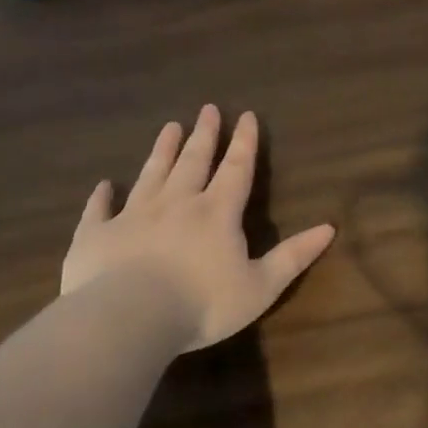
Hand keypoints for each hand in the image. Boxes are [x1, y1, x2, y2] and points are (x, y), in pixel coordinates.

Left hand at [60, 105, 335, 349]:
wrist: (127, 318)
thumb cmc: (203, 304)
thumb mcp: (261, 286)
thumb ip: (293, 256)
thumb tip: (330, 227)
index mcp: (217, 213)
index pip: (236, 169)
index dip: (244, 142)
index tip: (246, 115)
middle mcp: (177, 203)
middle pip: (193, 161)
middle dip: (204, 135)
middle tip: (207, 109)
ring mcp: (133, 216)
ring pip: (151, 174)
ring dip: (162, 151)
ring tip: (169, 127)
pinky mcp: (96, 235)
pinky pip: (100, 209)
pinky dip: (102, 196)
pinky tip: (103, 185)